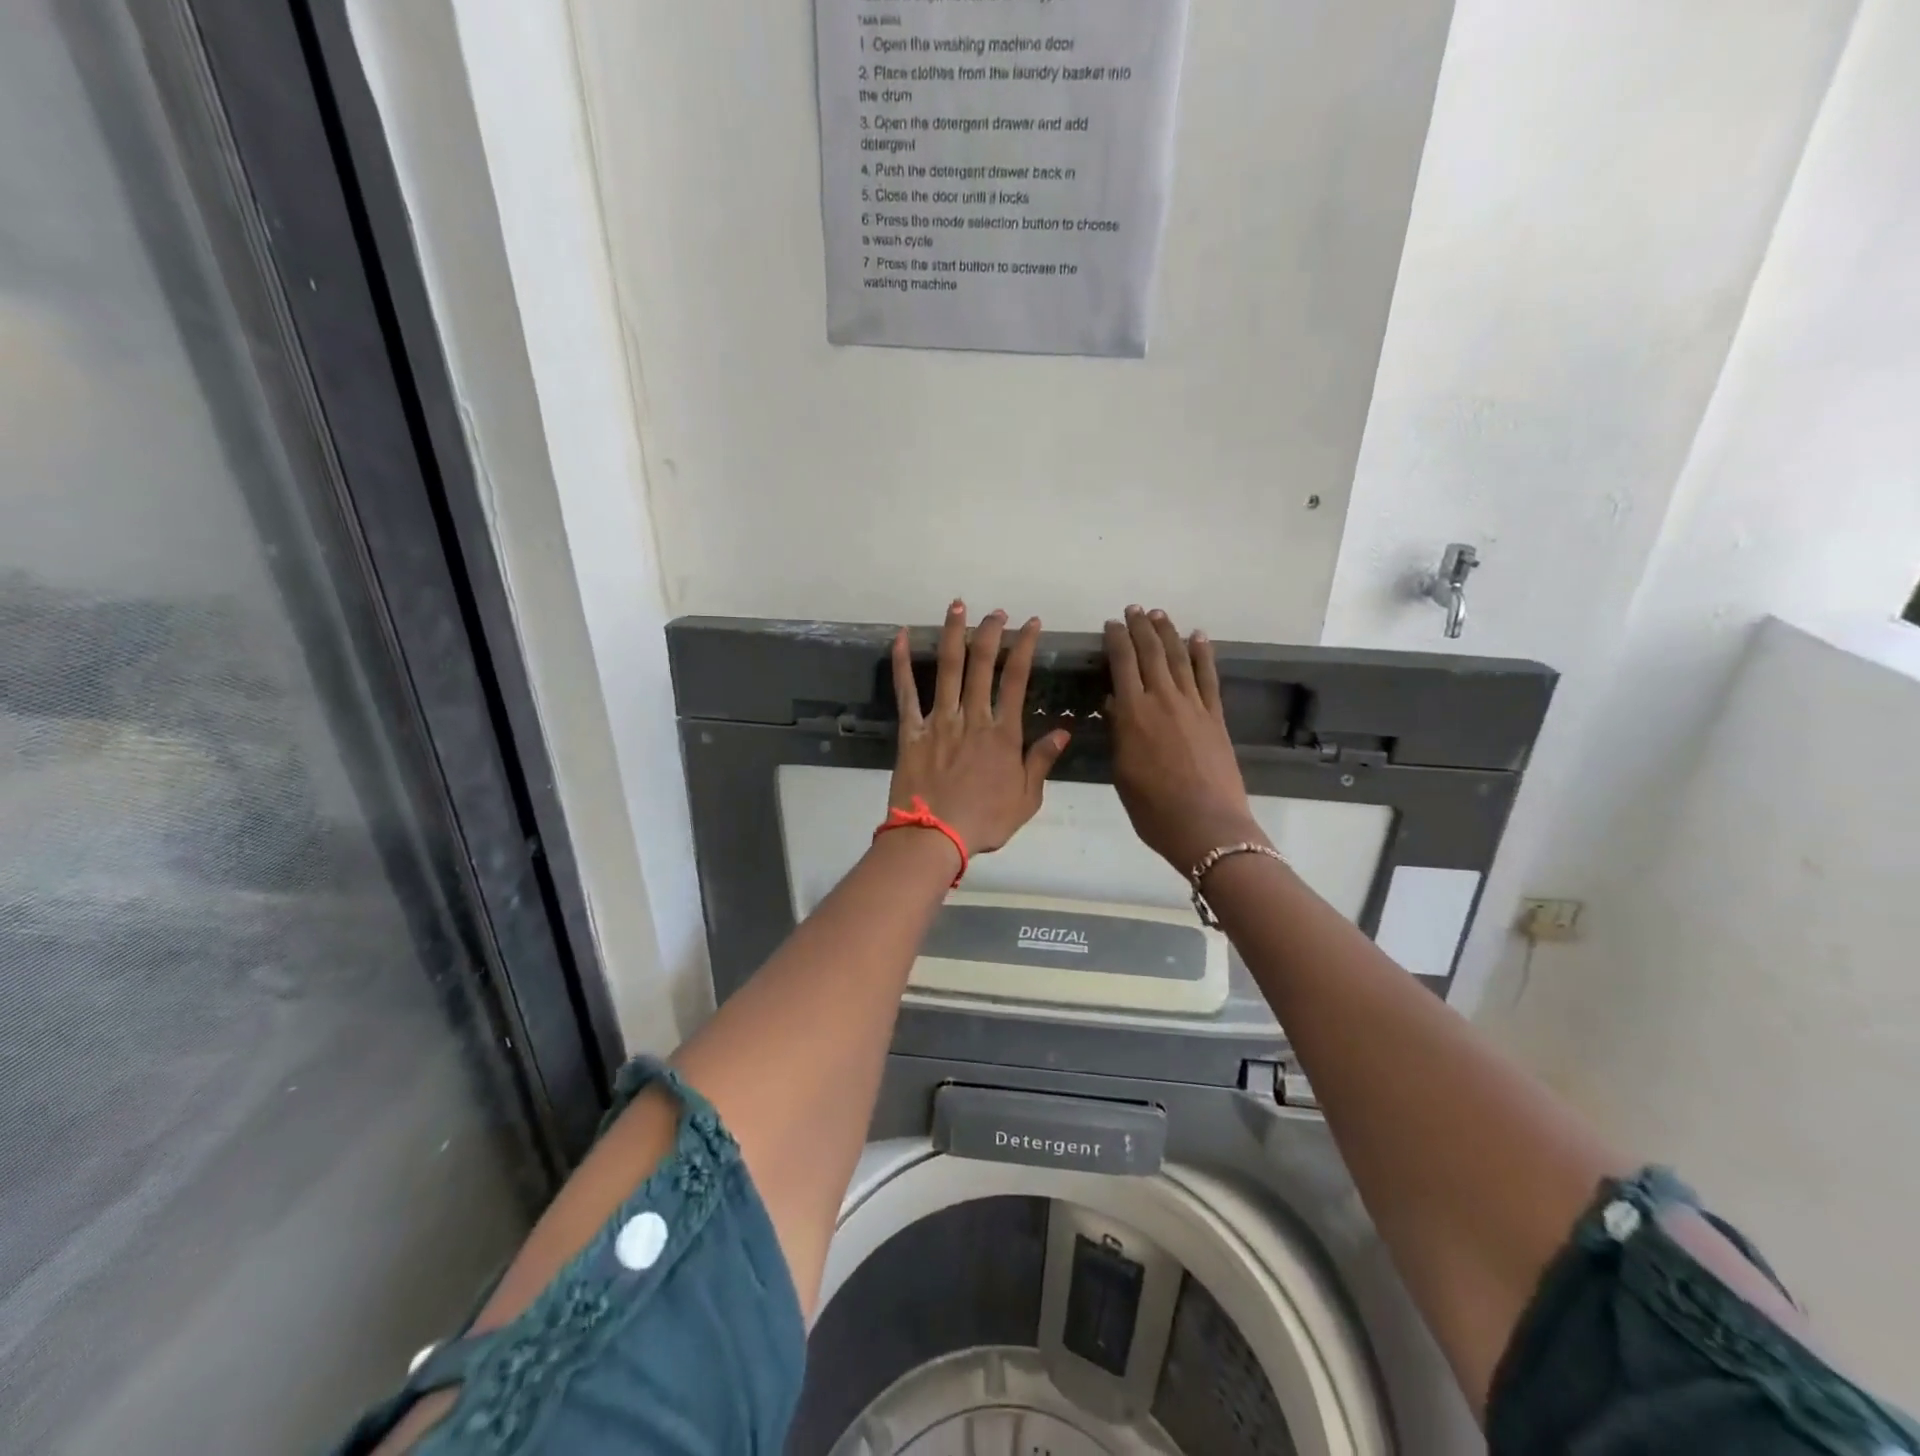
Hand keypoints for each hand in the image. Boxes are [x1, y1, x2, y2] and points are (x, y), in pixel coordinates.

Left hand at [889, 601, 1068, 856]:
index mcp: (1003, 734)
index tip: (1031, 624)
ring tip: (957, 607)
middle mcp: (973, 718)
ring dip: (953, 635)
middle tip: (995, 612)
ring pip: (947, 669)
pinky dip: (903, 664)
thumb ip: (1041, 761)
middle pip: (982, 665)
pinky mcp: (912, 731)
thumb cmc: (984, 822)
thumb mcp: (1026, 798)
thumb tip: (1062, 730)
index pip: (1017, 679)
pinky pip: (906, 693)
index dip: (1025, 647)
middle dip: (990, 633)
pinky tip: (901, 637)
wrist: (935, 837)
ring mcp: (940, 721)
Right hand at [1106, 605, 1263, 872]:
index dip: (1116, 640)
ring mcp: (1193, 706)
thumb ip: (1119, 733)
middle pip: (1151, 653)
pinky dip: (1202, 654)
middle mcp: (1162, 700)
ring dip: (1168, 632)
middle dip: (1140, 628)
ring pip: (1178, 658)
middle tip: (1133, 610)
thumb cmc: (1153, 808)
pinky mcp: (1215, 716)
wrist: (1206, 826)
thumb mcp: (1122, 772)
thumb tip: (1115, 703)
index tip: (1110, 624)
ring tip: (1159, 614)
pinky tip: (1199, 637)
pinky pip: (1208, 677)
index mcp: (1133, 714)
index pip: (1122, 664)